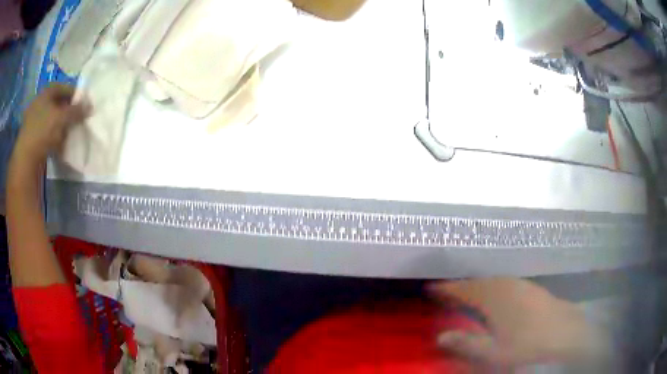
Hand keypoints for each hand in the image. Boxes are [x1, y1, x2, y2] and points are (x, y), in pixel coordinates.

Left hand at [12, 84, 88, 168]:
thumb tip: (90, 107)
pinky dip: (53, 136)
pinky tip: (58, 143)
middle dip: (66, 111)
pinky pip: (45, 132)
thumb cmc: (43, 132)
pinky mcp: (32, 137)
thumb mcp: (62, 119)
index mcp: (45, 93)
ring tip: (68, 133)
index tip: (82, 103)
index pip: (62, 88)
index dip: (73, 93)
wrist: (26, 159)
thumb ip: (76, 111)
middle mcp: (38, 103)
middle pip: (56, 103)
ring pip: (50, 119)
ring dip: (60, 125)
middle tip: (76, 118)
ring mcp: (33, 121)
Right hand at [429, 278, 611, 367]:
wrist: (567, 335)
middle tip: (449, 290)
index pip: (465, 289)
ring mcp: (524, 286)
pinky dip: (498, 287)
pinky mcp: (535, 290)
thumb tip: (440, 336)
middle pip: (480, 282)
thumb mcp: (493, 352)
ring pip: (496, 281)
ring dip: (481, 285)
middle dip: (463, 285)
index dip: (447, 289)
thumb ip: (467, 343)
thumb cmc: (528, 346)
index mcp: (496, 298)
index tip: (431, 288)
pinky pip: (509, 284)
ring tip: (470, 291)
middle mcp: (509, 286)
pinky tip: (500, 296)